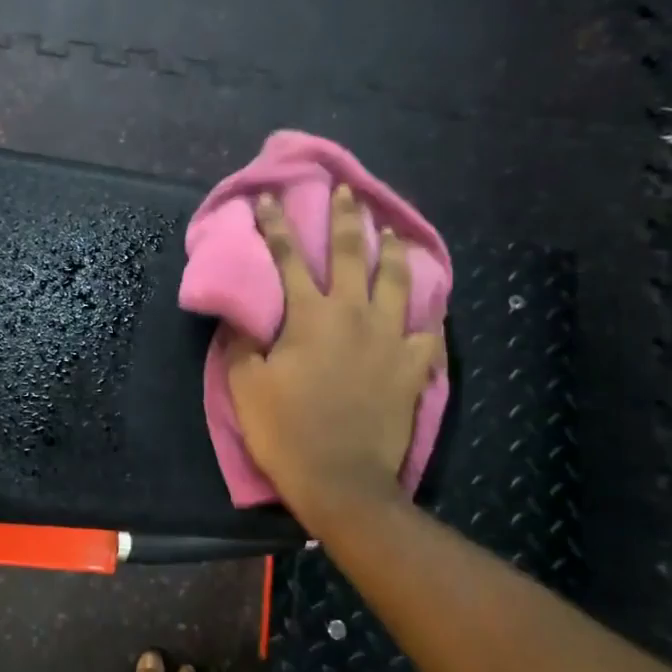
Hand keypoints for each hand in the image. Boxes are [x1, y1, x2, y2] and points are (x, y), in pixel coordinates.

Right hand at [225, 185, 443, 539]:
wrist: (341, 480)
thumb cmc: (286, 430)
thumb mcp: (244, 385)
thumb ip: (242, 342)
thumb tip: (241, 314)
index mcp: (309, 315)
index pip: (289, 257)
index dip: (276, 224)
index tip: (269, 198)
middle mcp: (353, 314)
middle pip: (352, 253)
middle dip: (346, 218)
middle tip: (347, 192)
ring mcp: (390, 338)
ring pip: (398, 281)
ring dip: (394, 250)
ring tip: (394, 231)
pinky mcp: (413, 366)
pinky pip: (428, 330)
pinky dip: (429, 312)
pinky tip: (430, 303)